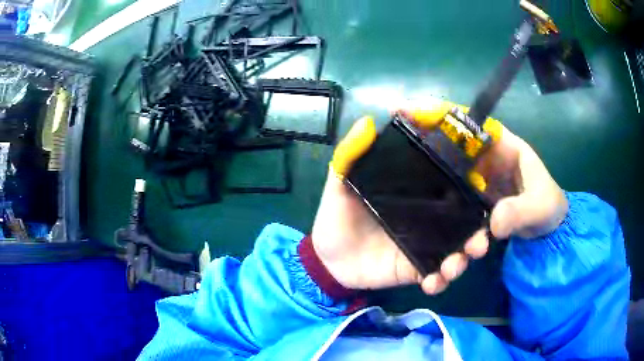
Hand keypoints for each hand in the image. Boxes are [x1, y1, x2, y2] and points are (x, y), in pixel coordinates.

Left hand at [311, 99, 567, 294]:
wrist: (328, 258)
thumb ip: (352, 155)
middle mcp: (428, 218)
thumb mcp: (341, 182)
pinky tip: (433, 283)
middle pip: (462, 223)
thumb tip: (367, 121)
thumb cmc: (337, 216)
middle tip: (480, 240)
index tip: (482, 187)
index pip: (449, 186)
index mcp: (416, 193)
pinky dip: (439, 282)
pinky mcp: (416, 269)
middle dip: (476, 232)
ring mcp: (425, 246)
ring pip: (455, 251)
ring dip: (462, 259)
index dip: (468, 187)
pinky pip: (435, 276)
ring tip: (455, 265)